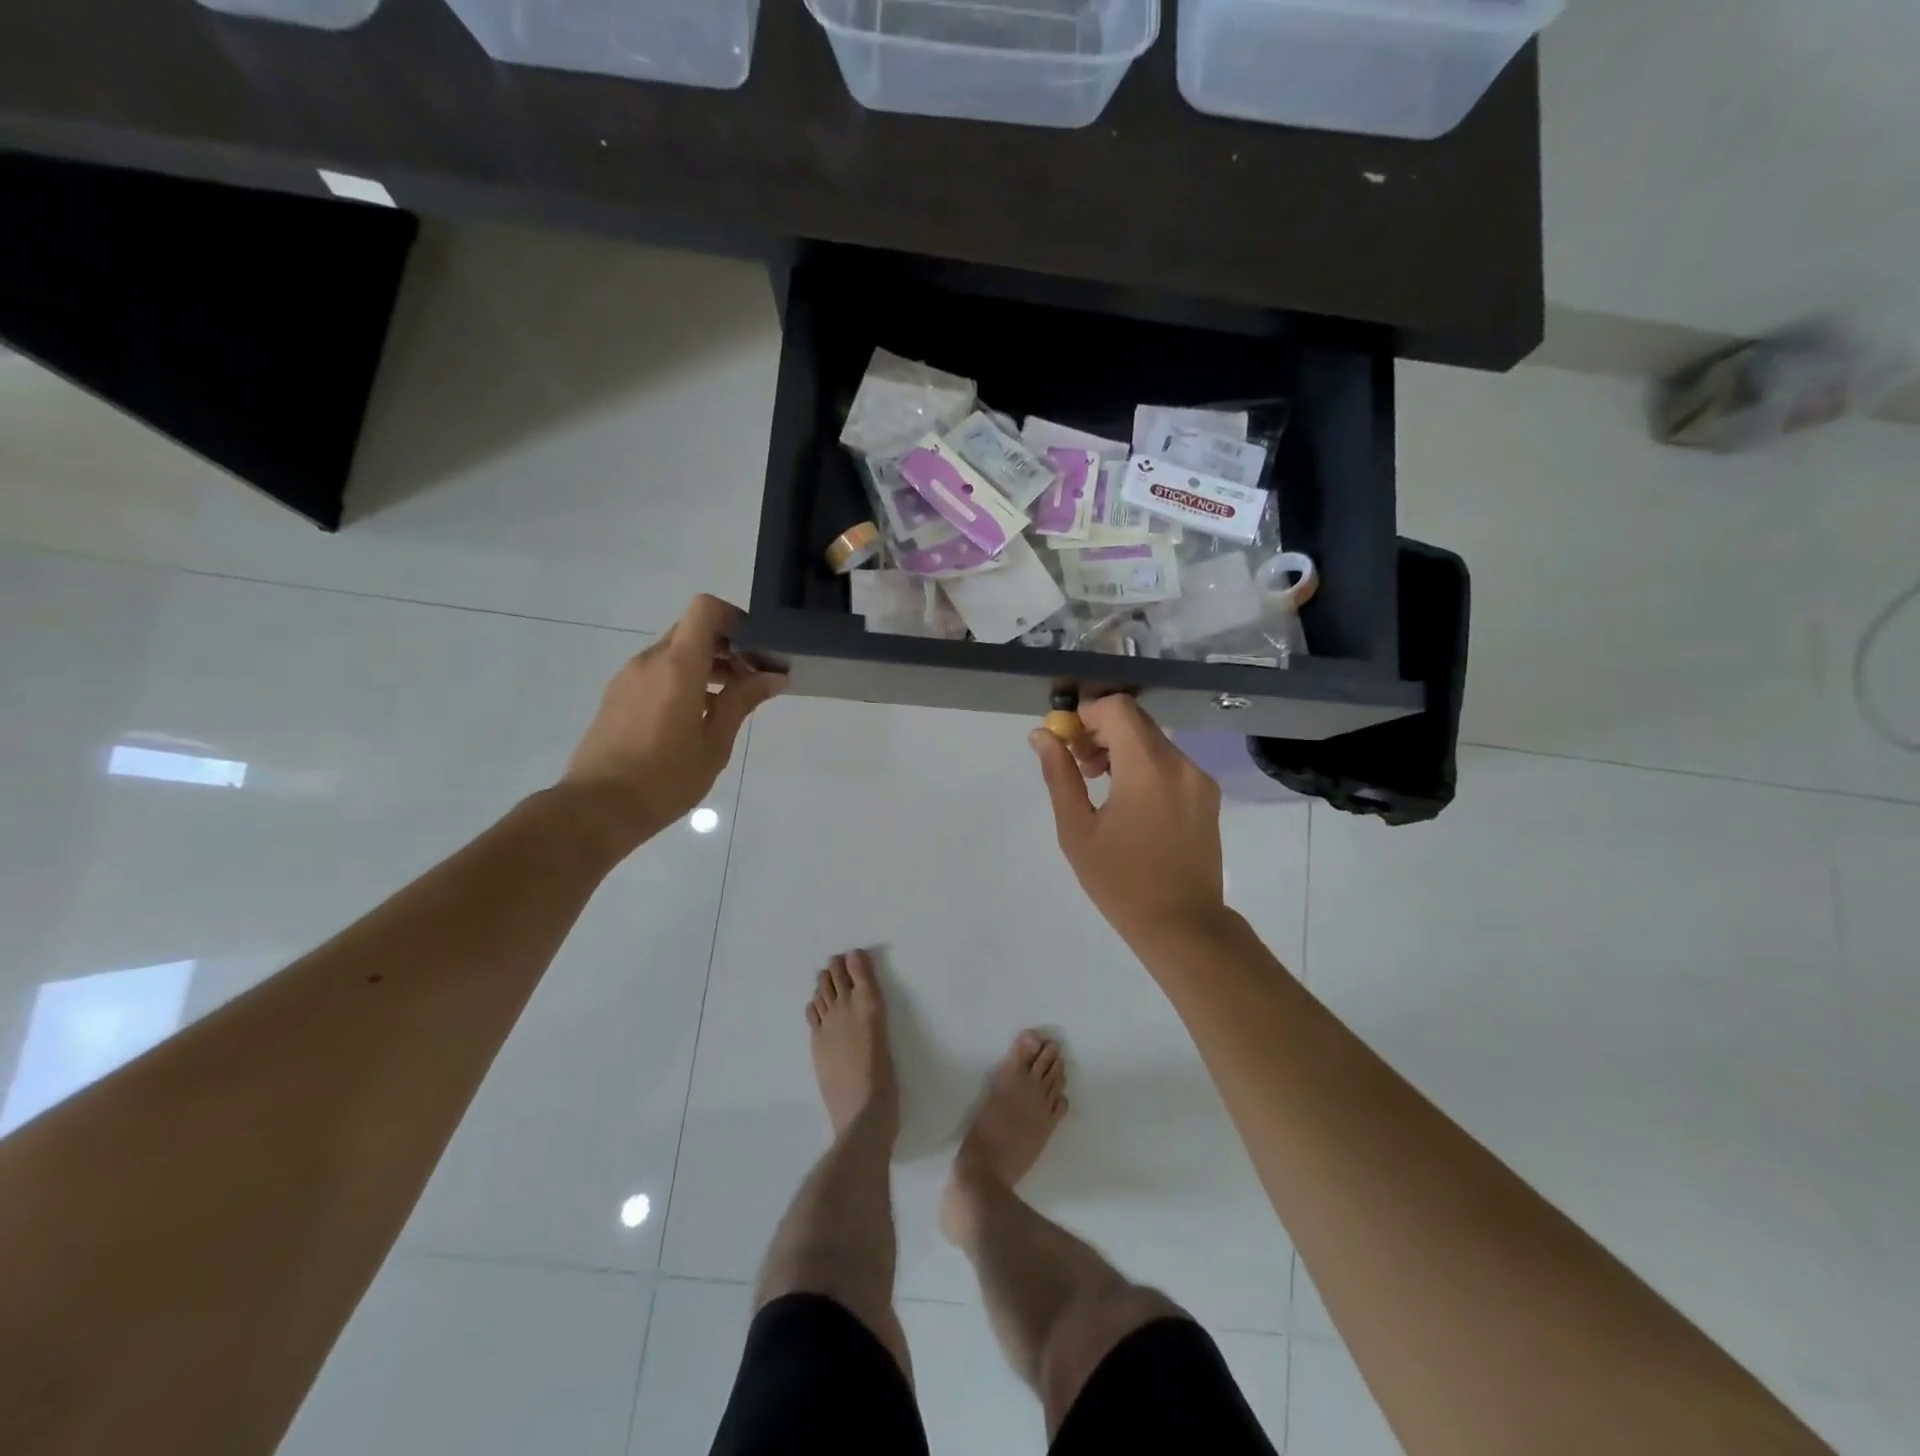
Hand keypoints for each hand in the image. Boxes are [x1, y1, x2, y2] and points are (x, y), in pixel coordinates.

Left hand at [561, 595, 785, 849]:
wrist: (597, 808)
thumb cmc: (664, 778)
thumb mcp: (714, 743)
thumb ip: (742, 701)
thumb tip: (773, 676)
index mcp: (677, 666)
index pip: (705, 609)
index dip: (734, 617)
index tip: (756, 646)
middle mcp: (649, 660)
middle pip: (692, 630)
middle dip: (726, 646)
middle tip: (751, 680)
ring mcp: (629, 677)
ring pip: (674, 651)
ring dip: (705, 665)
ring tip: (728, 703)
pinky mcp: (618, 695)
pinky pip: (657, 671)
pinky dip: (683, 679)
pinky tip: (697, 717)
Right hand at [1030, 696, 1226, 945]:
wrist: (1182, 925)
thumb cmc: (1120, 881)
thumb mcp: (1077, 830)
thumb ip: (1059, 775)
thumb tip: (1042, 735)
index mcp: (1147, 768)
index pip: (1117, 707)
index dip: (1086, 714)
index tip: (1067, 741)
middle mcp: (1179, 763)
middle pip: (1135, 720)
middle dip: (1100, 730)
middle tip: (1078, 764)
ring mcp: (1198, 778)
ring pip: (1153, 739)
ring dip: (1121, 747)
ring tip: (1099, 783)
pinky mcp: (1207, 794)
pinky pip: (1169, 761)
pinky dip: (1144, 764)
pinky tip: (1129, 799)